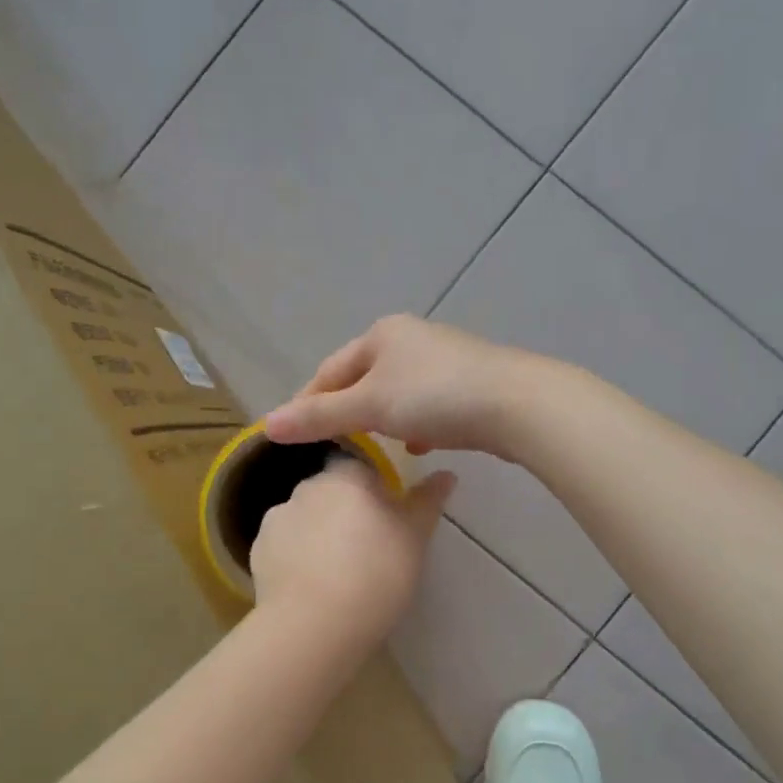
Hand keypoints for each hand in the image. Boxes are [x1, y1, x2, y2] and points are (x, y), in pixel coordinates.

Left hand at [250, 456, 455, 640]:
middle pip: (331, 492)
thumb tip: (447, 474)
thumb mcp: (415, 538)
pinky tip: (311, 586)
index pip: (362, 468)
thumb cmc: (376, 573)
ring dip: (320, 534)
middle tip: (367, 549)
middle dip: (347, 512)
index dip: (376, 492)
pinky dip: (297, 558)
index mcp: (345, 476)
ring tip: (337, 574)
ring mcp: (276, 519)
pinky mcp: (258, 551)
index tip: (388, 521)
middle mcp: (306, 487)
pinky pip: (285, 546)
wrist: (314, 624)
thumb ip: (427, 502)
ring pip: (306, 519)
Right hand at [264, 316, 547, 459]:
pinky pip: (426, 404)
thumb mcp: (369, 406)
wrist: (515, 404)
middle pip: (363, 380)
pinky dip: (414, 424)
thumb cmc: (434, 397)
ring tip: (371, 449)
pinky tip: (417, 447)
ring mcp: (443, 360)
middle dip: (347, 412)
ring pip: (396, 394)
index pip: (330, 369)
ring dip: (381, 420)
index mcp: (382, 333)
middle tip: (330, 445)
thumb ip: (319, 416)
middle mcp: (411, 339)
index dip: (307, 402)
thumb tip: (267, 425)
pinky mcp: (468, 384)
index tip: (291, 435)